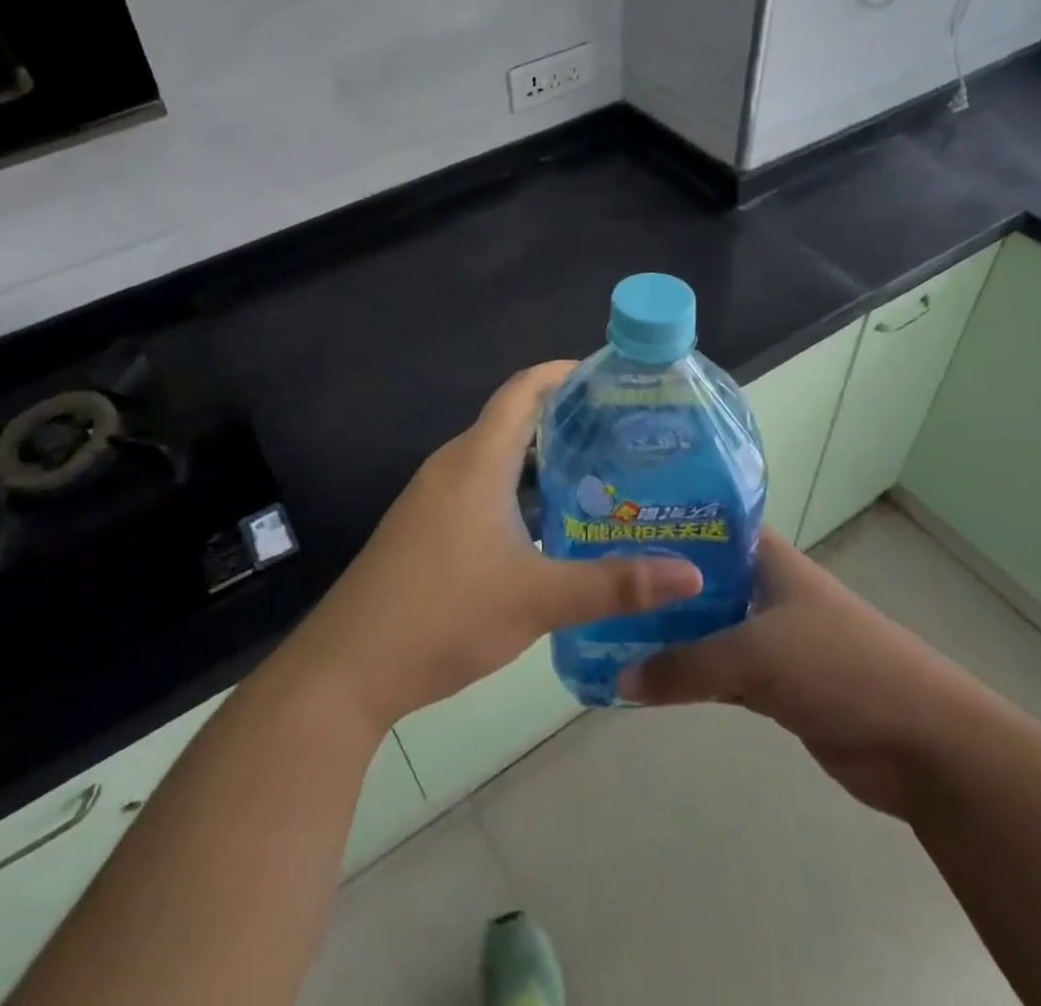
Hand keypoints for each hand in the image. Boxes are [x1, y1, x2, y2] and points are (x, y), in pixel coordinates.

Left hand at [280, 362, 702, 733]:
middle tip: (622, 435)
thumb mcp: (538, 598)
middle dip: (564, 420)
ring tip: (597, 478)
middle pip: (512, 421)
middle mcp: (451, 466)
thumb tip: (692, 574)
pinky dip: (517, 492)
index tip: (609, 377)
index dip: (562, 373)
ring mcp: (431, 499)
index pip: (522, 390)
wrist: (348, 667)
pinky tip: (549, 530)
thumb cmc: (444, 613)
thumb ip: (615, 584)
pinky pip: (478, 490)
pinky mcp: (423, 529)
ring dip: (541, 462)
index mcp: (476, 460)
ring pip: (495, 460)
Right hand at [619, 529, 989, 818]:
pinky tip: (647, 678)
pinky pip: (719, 671)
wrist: (924, 743)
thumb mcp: (755, 655)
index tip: (613, 522)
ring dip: (669, 632)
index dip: (664, 519)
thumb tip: (618, 678)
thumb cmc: (841, 667)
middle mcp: (766, 588)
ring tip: (609, 625)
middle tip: (597, 580)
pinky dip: (689, 675)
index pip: (707, 522)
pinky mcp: (775, 683)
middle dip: (656, 581)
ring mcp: (771, 636)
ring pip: (707, 627)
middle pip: (700, 576)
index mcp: (768, 558)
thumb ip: (685, 666)